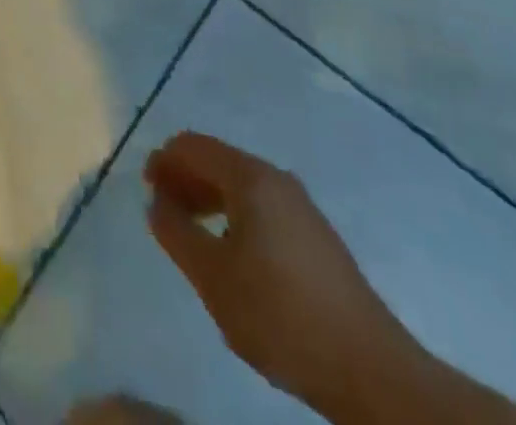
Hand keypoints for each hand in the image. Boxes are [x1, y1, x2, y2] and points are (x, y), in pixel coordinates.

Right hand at [144, 133, 419, 415]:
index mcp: (250, 176)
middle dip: (184, 178)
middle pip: (217, 161)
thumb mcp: (211, 275)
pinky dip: (233, 214)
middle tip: (162, 210)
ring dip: (208, 198)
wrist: (370, 370)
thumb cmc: (280, 314)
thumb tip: (157, 202)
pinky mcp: (316, 237)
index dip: (163, 161)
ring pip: (240, 185)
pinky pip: (261, 207)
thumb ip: (175, 230)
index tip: (146, 189)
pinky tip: (230, 252)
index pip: (192, 146)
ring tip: (190, 233)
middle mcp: (276, 179)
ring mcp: (301, 207)